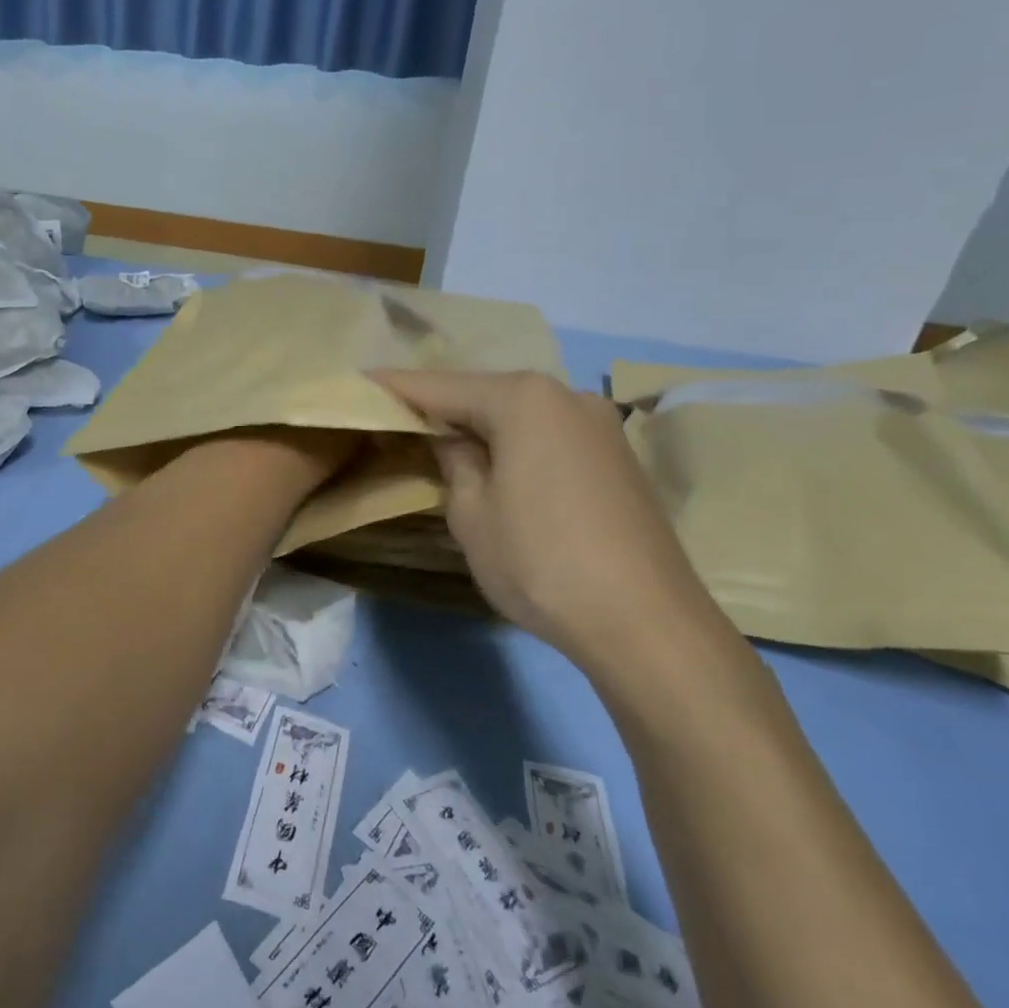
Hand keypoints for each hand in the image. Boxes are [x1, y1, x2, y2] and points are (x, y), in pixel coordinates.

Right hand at [371, 370, 740, 685]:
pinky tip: (501, 463)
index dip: (395, 388)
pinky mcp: (618, 456)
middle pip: (485, 393)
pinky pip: (550, 434)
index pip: (440, 386)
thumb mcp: (471, 513)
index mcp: (523, 399)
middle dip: (441, 405)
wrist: (648, 625)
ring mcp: (600, 424)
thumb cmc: (541, 562)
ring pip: (521, 414)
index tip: (359, 382)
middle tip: (398, 417)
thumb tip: (453, 439)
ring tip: (443, 440)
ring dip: (482, 425)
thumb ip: (452, 460)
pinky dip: (517, 442)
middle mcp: (566, 395)